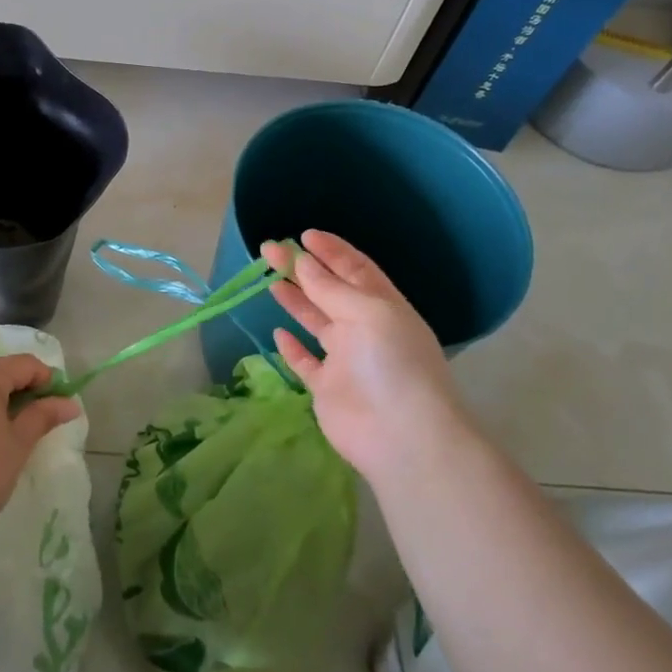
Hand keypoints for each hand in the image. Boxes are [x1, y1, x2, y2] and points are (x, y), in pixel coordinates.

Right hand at [262, 231, 481, 494]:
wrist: (402, 436)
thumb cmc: (392, 363)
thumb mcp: (367, 313)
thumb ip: (330, 288)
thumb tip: (302, 261)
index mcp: (383, 306)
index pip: (355, 269)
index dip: (331, 250)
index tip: (302, 235)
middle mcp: (365, 328)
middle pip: (329, 291)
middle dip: (302, 269)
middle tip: (269, 250)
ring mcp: (345, 359)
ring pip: (316, 322)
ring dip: (295, 301)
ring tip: (270, 280)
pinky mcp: (327, 388)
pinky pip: (306, 362)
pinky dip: (292, 348)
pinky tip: (279, 333)